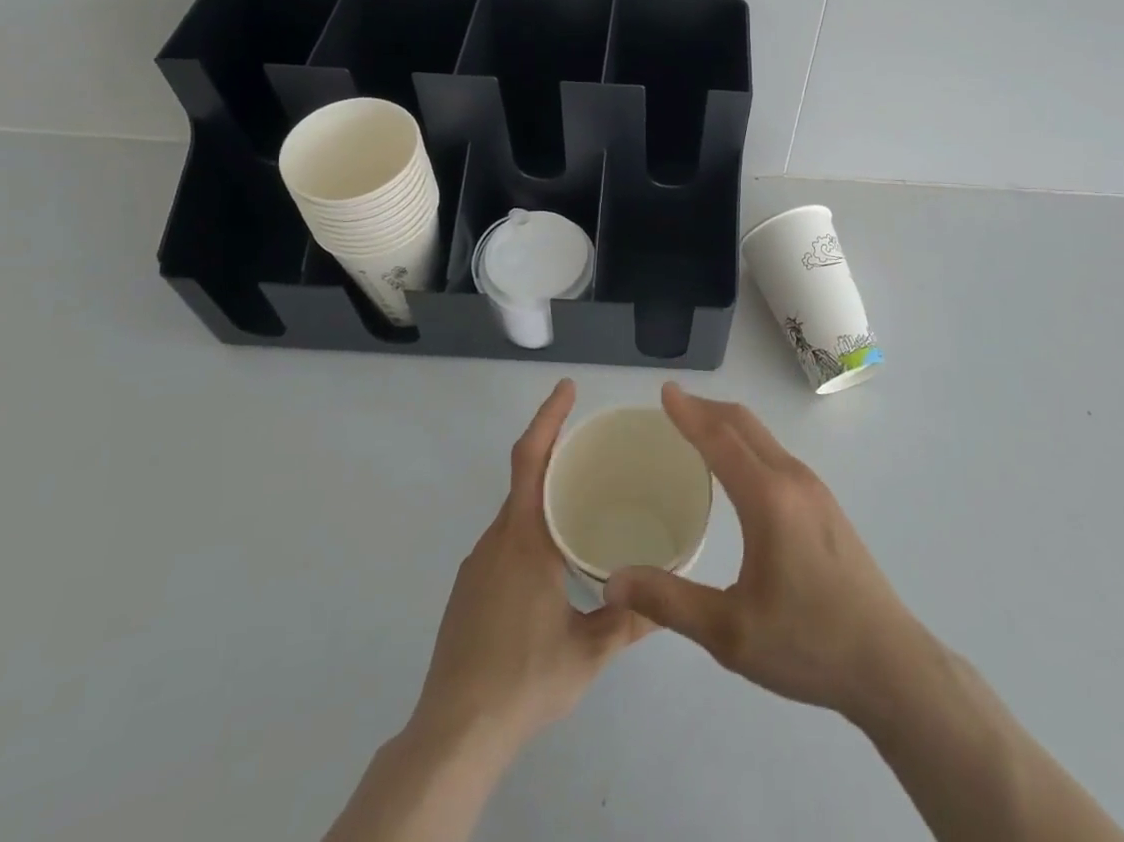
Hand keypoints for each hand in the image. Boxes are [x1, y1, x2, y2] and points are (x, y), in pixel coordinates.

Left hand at [408, 379, 649, 758]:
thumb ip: (630, 619)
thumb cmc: (524, 681)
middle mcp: (496, 541)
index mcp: (524, 540)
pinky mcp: (467, 592)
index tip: (567, 387)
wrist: (453, 736)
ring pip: (514, 514)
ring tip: (583, 504)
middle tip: (594, 448)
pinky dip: (530, 529)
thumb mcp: (589, 652)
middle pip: (523, 479)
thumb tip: (669, 596)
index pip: (531, 459)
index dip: (548, 418)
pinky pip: (504, 541)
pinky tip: (553, 562)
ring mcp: (476, 567)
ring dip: (543, 496)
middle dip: (554, 453)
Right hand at [604, 384, 926, 722]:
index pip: (719, 439)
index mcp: (768, 498)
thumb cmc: (807, 644)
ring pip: (763, 437)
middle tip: (674, 404)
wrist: (890, 663)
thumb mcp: (730, 633)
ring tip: (698, 430)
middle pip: (744, 425)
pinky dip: (747, 443)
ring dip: (728, 424)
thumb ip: (669, 602)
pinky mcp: (826, 504)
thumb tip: (612, 583)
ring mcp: (815, 489)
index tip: (665, 390)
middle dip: (707, 408)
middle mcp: (792, 479)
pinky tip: (738, 469)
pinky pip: (777, 454)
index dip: (689, 413)